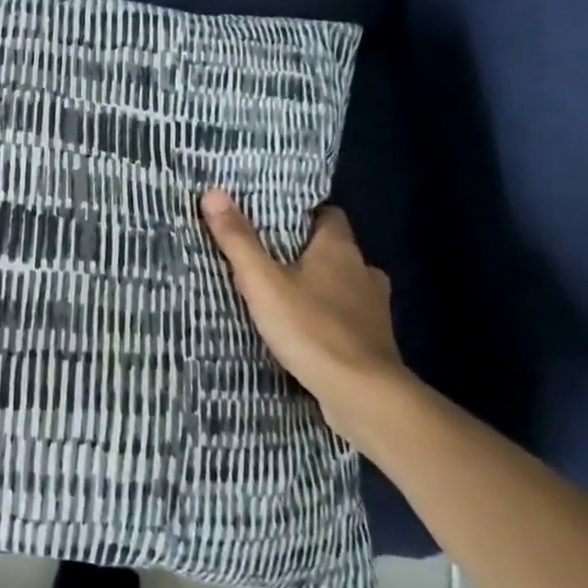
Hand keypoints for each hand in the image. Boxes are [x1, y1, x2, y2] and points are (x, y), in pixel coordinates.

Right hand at [199, 193, 415, 448]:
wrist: (363, 395)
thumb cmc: (311, 328)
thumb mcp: (263, 282)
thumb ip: (238, 240)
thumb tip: (213, 192)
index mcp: (340, 250)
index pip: (328, 215)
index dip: (304, 215)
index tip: (275, 220)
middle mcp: (364, 273)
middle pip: (335, 252)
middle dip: (306, 255)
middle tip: (269, 260)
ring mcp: (374, 310)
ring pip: (343, 287)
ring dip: (320, 289)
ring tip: (284, 297)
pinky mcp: (374, 343)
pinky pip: (348, 320)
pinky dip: (329, 320)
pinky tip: (305, 333)